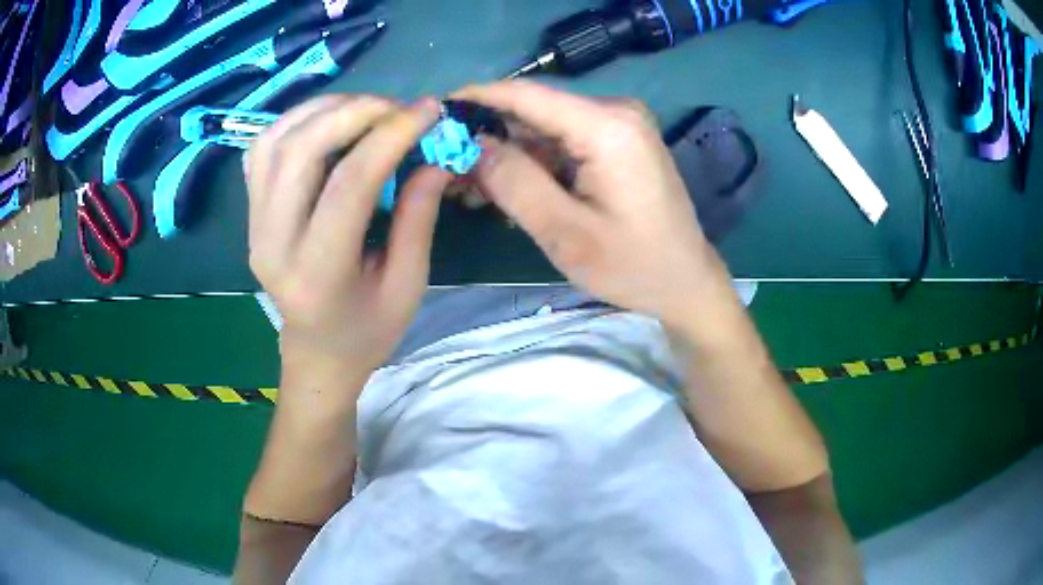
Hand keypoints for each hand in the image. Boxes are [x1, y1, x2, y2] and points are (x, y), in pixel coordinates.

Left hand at [245, 95, 450, 373]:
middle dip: (354, 113)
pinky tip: (329, 122)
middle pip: (300, 151)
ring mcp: (254, 225)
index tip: (428, 111)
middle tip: (397, 107)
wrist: (317, 351)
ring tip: (367, 109)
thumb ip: (418, 218)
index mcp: (318, 273)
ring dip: (324, 110)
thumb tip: (435, 156)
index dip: (390, 136)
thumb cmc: (367, 330)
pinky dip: (297, 121)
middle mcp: (273, 243)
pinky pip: (263, 149)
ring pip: (276, 141)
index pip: (348, 185)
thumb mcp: (408, 286)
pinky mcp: (250, 213)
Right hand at [453, 81, 724, 323]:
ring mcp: (620, 125)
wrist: (686, 282)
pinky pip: (564, 141)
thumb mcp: (566, 233)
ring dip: (510, 155)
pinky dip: (535, 163)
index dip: (477, 98)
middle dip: (490, 138)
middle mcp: (616, 113)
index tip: (436, 112)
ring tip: (477, 193)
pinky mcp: (619, 142)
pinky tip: (514, 192)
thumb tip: (472, 146)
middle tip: (453, 174)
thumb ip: (515, 183)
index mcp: (608, 127)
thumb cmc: (633, 266)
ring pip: (545, 128)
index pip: (527, 95)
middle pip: (534, 111)